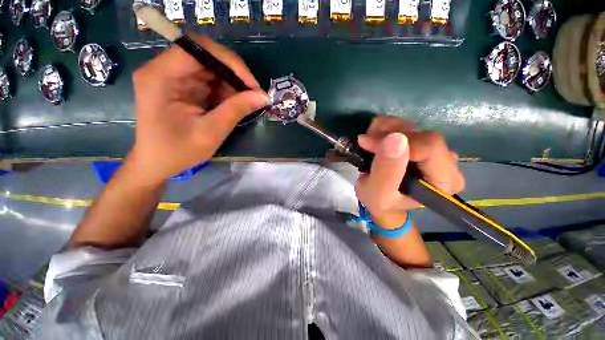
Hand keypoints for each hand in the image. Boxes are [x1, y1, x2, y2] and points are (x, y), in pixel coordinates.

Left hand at [127, 35, 268, 184]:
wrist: (156, 164)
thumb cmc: (178, 152)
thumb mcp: (211, 132)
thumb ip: (236, 110)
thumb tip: (263, 96)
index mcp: (161, 76)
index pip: (199, 49)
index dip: (230, 62)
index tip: (252, 84)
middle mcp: (163, 69)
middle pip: (205, 56)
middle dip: (233, 74)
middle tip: (253, 94)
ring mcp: (171, 76)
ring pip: (209, 68)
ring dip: (231, 84)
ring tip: (244, 103)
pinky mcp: (179, 86)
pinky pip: (207, 80)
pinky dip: (224, 91)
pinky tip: (231, 105)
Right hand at [354, 116, 464, 228]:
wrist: (380, 200)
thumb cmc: (381, 203)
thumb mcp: (379, 193)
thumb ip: (387, 170)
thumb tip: (396, 138)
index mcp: (444, 180)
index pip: (429, 146)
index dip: (396, 141)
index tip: (368, 144)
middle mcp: (446, 161)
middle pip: (420, 134)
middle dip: (387, 135)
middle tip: (365, 144)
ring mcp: (434, 149)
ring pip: (410, 126)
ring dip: (383, 130)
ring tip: (367, 143)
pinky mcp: (420, 142)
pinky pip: (404, 125)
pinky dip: (384, 128)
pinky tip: (374, 139)